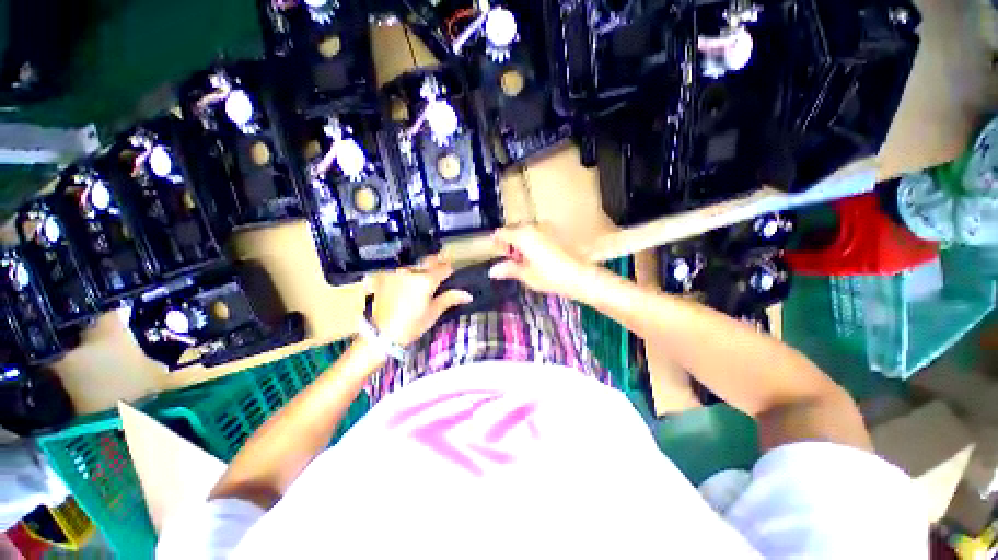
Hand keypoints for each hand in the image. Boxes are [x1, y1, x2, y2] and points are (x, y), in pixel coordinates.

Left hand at [366, 255, 472, 345]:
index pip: (444, 268)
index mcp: (426, 280)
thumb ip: (450, 298)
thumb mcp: (433, 312)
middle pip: (428, 261)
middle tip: (440, 273)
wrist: (382, 334)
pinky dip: (406, 276)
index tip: (452, 275)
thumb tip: (468, 295)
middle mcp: (411, 271)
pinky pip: (400, 272)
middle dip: (436, 265)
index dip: (450, 270)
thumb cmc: (412, 325)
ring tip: (422, 282)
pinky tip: (406, 286)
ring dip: (420, 270)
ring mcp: (396, 273)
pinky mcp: (384, 278)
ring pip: (414, 266)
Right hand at [488, 224, 596, 299]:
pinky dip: (533, 240)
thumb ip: (509, 269)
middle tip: (509, 257)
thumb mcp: (526, 275)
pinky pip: (538, 232)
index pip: (503, 233)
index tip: (495, 249)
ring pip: (527, 230)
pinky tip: (536, 255)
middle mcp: (533, 227)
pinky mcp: (557, 232)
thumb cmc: (549, 276)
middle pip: (515, 229)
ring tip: (523, 258)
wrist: (579, 275)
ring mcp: (546, 228)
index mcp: (522, 236)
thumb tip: (492, 271)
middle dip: (509, 241)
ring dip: (521, 240)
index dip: (497, 241)